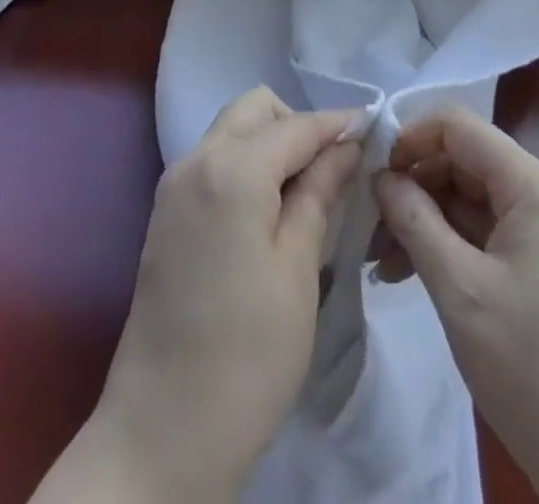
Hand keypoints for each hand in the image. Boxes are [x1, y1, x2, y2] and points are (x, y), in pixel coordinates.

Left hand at [31, 87, 361, 502]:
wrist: (163, 430)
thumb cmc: (248, 354)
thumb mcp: (298, 270)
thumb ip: (320, 194)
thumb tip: (347, 145)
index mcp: (231, 169)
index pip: (295, 125)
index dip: (337, 125)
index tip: (374, 130)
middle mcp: (196, 159)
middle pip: (255, 110)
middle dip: (297, 125)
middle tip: (333, 171)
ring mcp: (174, 183)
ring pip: (232, 130)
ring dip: (271, 143)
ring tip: (307, 193)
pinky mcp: (166, 210)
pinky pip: (214, 159)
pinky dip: (246, 165)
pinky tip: (270, 209)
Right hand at [373, 108, 538, 503]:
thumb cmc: (532, 369)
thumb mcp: (458, 288)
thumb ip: (413, 218)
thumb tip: (381, 177)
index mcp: (536, 187)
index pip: (459, 127)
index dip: (410, 140)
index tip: (374, 177)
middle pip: (465, 160)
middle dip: (415, 185)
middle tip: (372, 227)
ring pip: (474, 197)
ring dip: (428, 218)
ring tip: (385, 260)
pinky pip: (491, 231)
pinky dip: (453, 244)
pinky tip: (416, 273)